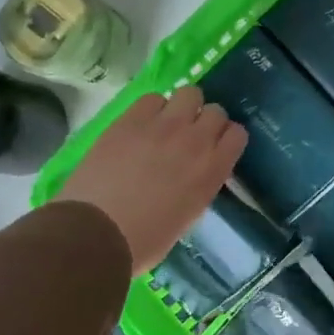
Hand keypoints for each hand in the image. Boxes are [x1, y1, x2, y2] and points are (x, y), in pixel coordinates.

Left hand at [59, 85, 245, 275]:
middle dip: (206, 120)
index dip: (226, 139)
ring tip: (167, 124)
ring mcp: (162, 126)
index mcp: (212, 172)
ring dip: (182, 107)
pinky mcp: (131, 119)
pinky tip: (141, 125)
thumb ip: (198, 187)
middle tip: (189, 136)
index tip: (215, 147)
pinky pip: (152, 98)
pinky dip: (152, 109)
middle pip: (216, 110)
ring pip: (189, 93)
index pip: (237, 134)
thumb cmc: (144, 241)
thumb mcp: (187, 217)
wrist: (96, 233)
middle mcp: (195, 142)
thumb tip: (193, 174)